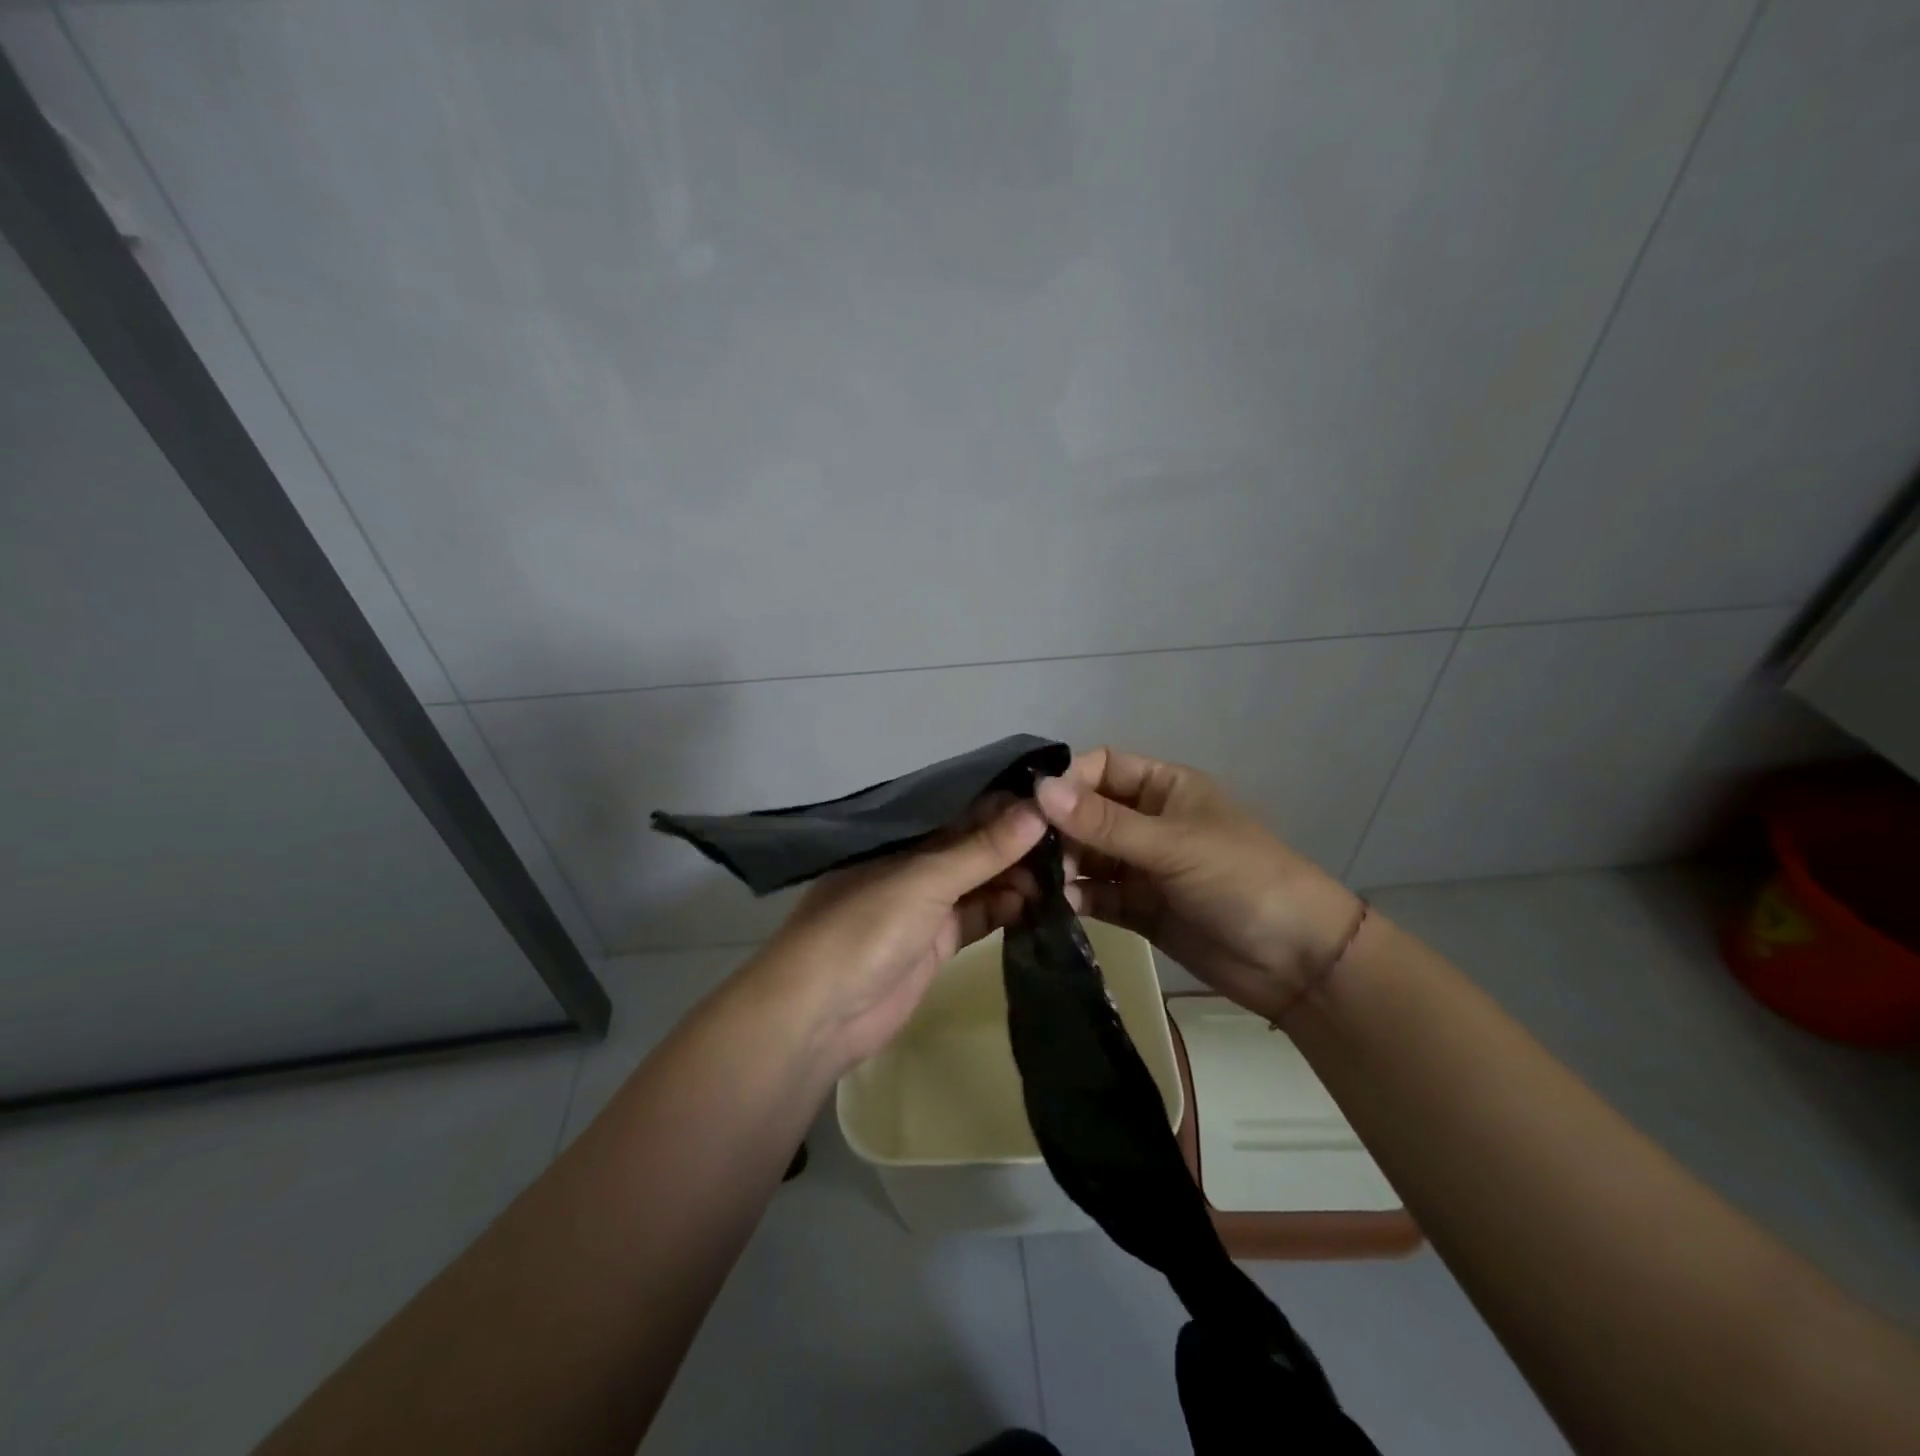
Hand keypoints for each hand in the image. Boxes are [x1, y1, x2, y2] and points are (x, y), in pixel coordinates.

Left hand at [745, 798, 1048, 1072]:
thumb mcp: (924, 881)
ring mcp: (927, 903)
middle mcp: (916, 862)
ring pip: (983, 880)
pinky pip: (981, 915)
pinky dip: (1009, 910)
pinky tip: (1045, 905)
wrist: (820, 1014)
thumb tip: (1038, 809)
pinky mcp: (938, 942)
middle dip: (1020, 842)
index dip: (1007, 802)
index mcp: (903, 835)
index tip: (1058, 798)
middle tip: (1076, 841)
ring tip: (1069, 874)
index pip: (963, 807)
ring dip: (1020, 877)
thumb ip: (982, 849)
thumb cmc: (864, 929)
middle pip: (976, 844)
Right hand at [1035, 748, 1361, 1022]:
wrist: (1297, 962)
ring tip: (1030, 880)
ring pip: (1087, 856)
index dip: (1067, 781)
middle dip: (1056, 828)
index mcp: (1164, 788)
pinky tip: (1052, 906)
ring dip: (1061, 865)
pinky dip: (1074, 898)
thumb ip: (1104, 823)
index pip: (1102, 767)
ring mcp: (1142, 867)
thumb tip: (1039, 789)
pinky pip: (1095, 895)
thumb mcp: (1173, 844)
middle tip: (1020, 850)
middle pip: (1087, 813)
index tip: (1029, 805)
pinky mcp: (1138, 908)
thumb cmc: (1242, 879)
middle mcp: (1148, 822)